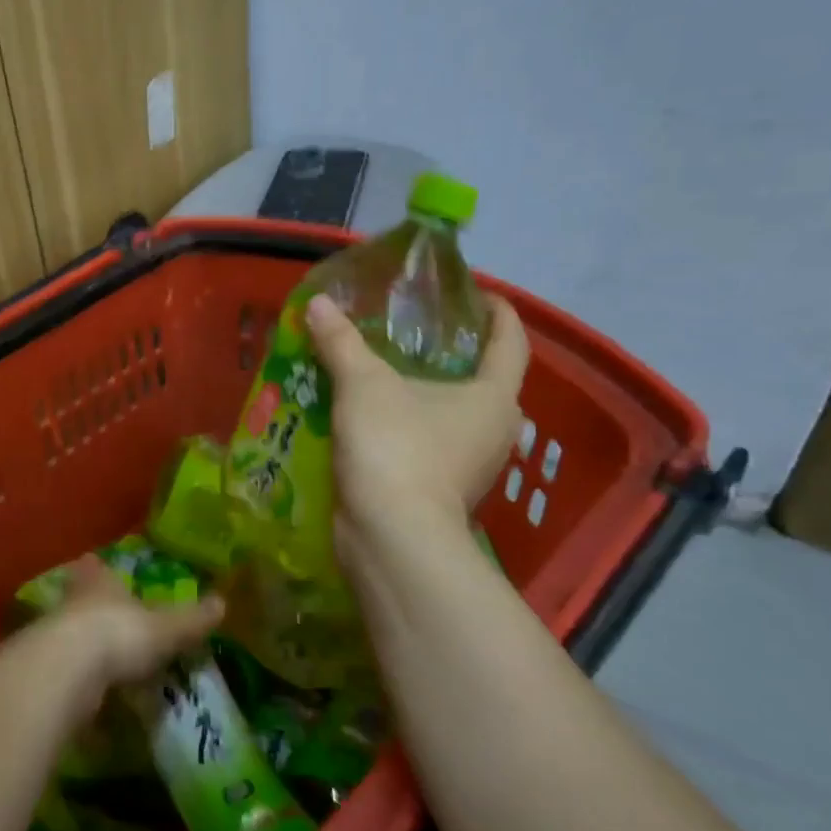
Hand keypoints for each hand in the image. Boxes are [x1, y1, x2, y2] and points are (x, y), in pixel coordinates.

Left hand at [47, 555, 223, 706]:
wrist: (66, 672)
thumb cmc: (119, 634)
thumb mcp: (166, 627)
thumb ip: (192, 619)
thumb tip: (222, 603)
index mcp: (100, 582)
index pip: (96, 568)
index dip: (98, 569)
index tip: (99, 567)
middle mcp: (73, 602)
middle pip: (79, 598)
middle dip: (91, 607)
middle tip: (107, 618)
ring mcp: (54, 636)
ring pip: (70, 634)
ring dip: (83, 645)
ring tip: (104, 661)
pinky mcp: (46, 672)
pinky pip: (66, 672)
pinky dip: (78, 681)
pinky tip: (90, 695)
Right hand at [304, 291, 529, 561]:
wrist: (390, 535)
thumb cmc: (396, 447)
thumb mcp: (363, 384)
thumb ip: (341, 342)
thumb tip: (319, 303)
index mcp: (494, 397)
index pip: (511, 342)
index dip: (498, 313)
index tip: (477, 294)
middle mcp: (495, 431)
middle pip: (484, 380)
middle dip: (454, 354)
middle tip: (415, 331)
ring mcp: (470, 465)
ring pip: (454, 415)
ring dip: (426, 393)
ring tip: (384, 370)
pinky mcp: (441, 491)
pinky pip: (430, 442)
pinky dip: (408, 424)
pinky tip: (371, 416)